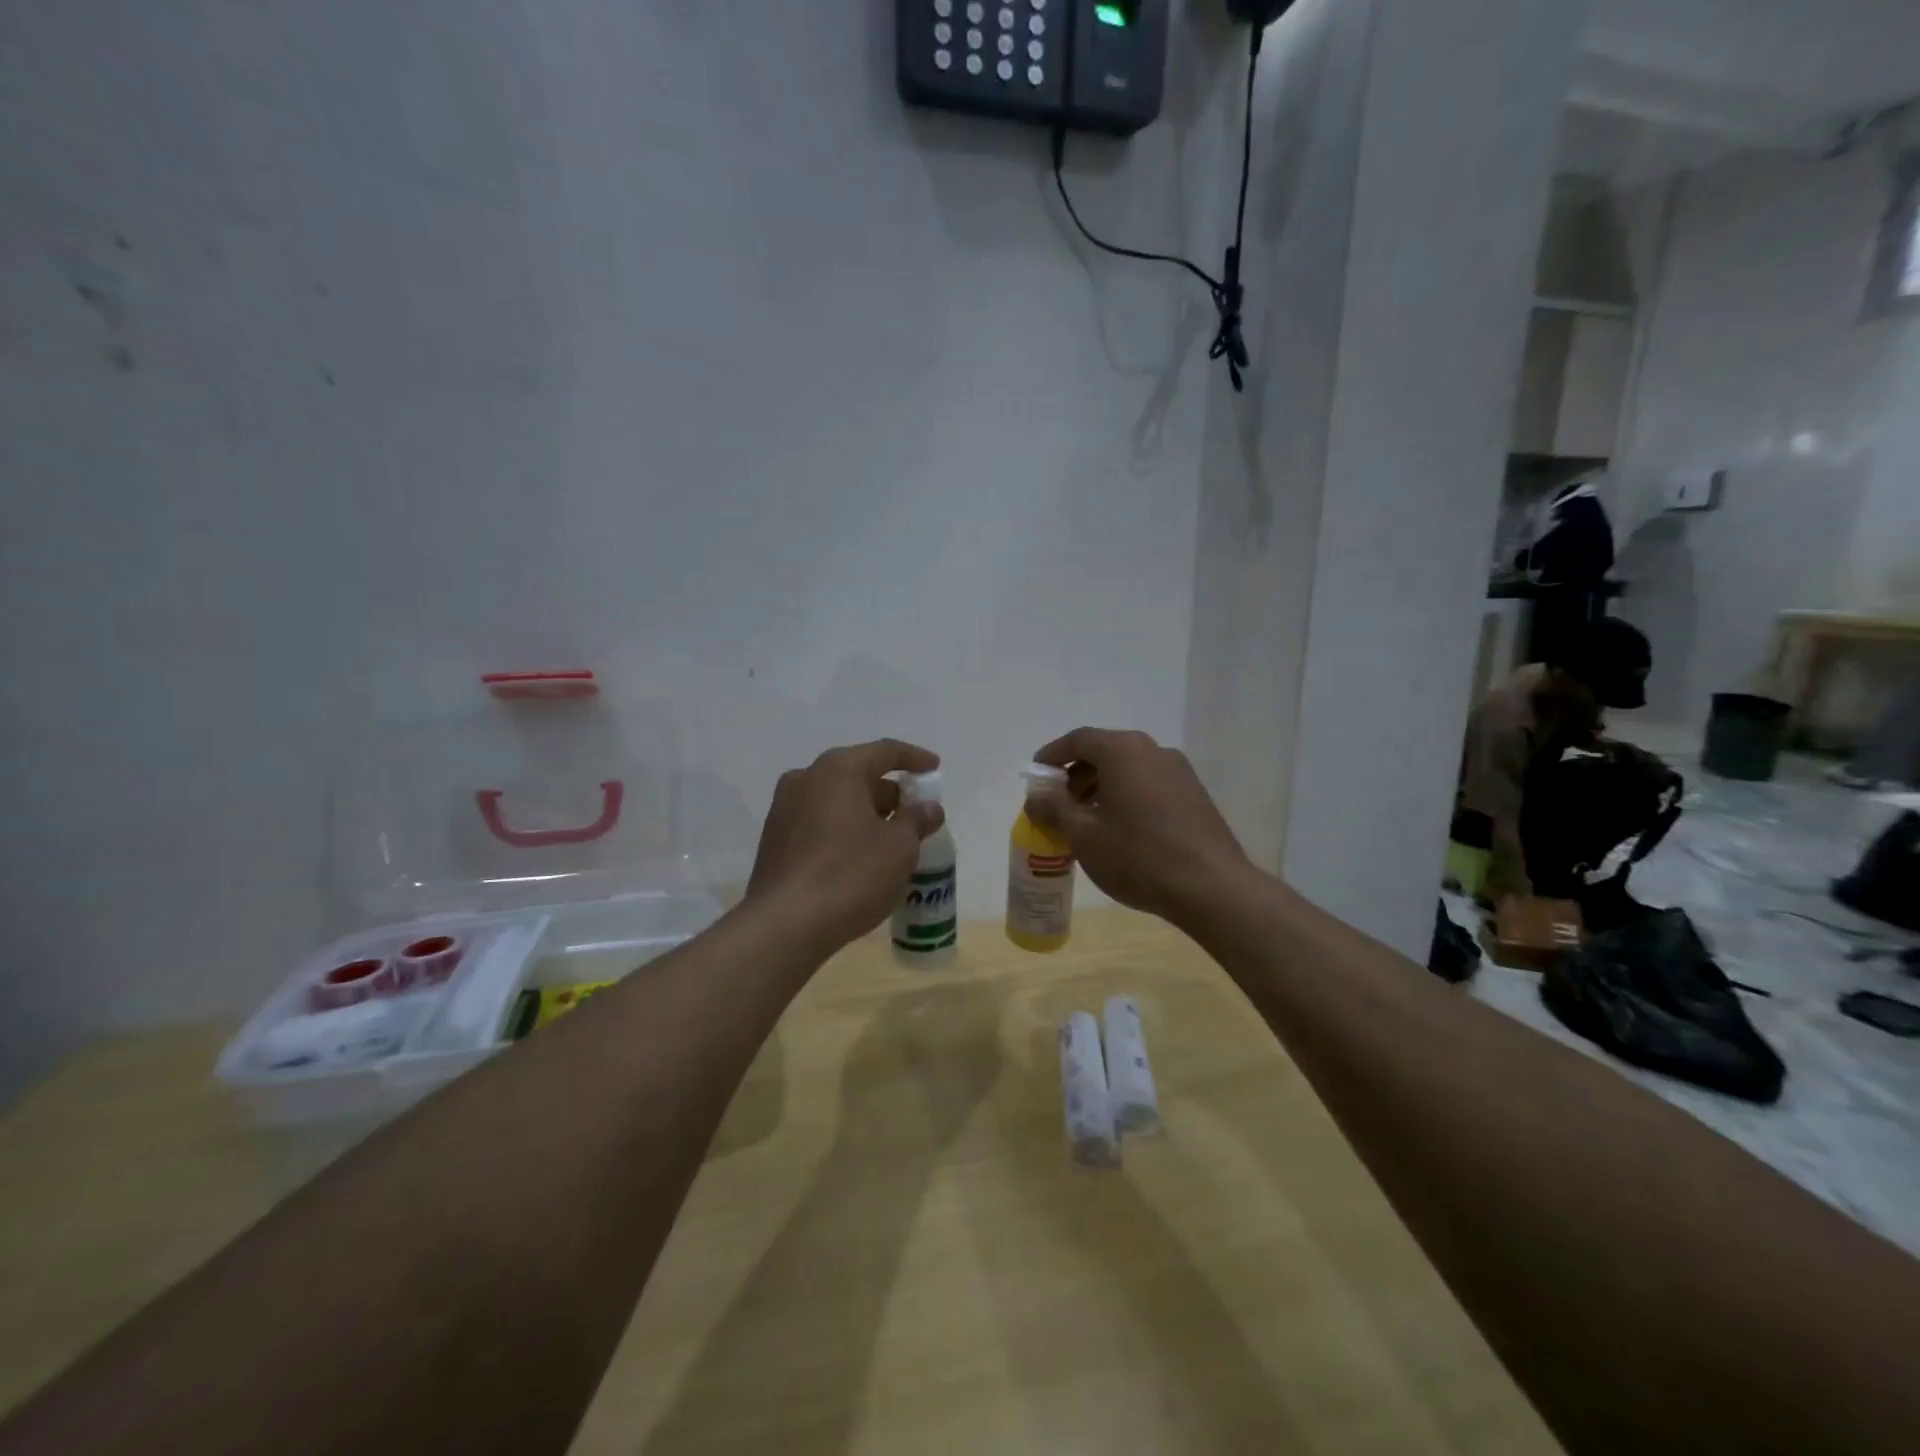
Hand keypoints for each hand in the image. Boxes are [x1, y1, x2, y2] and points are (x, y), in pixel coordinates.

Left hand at [746, 740, 944, 953]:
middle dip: (890, 793)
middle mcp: (805, 778)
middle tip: (916, 814)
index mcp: (837, 769)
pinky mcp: (774, 840)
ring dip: (866, 813)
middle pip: (858, 775)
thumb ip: (917, 820)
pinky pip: (819, 822)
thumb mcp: (899, 847)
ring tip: (892, 839)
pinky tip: (860, 857)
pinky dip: (844, 829)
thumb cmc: (851, 875)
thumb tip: (928, 808)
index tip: (935, 769)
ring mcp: (784, 809)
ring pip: (836, 800)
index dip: (914, 758)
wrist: (786, 924)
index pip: (885, 751)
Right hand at [1025, 728, 1253, 927]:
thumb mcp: (1083, 835)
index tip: (1037, 774)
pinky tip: (1120, 830)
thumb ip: (1054, 809)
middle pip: (1105, 751)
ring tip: (1086, 820)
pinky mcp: (1195, 795)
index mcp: (1123, 751)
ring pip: (1129, 769)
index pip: (1079, 739)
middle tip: (1058, 803)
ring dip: (1101, 787)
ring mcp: (1179, 772)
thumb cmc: (1138, 856)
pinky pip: (1149, 784)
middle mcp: (1153, 751)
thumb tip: (1036, 796)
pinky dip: (1126, 796)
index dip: (1053, 755)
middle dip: (1076, 774)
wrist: (1212, 888)